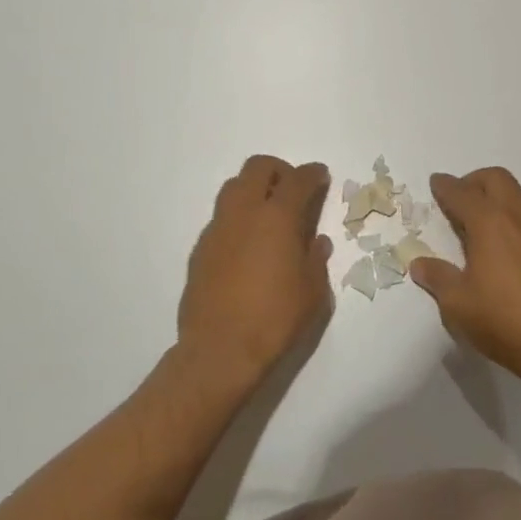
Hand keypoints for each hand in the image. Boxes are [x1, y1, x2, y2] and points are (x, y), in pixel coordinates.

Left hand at [177, 155, 333, 387]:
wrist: (219, 352)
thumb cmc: (275, 319)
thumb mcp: (313, 293)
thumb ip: (316, 260)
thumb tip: (316, 242)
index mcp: (277, 217)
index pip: (298, 179)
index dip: (313, 173)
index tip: (321, 176)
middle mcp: (244, 213)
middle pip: (258, 168)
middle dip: (279, 170)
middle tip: (292, 190)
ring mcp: (217, 229)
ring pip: (233, 187)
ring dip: (253, 189)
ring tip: (268, 215)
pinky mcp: (200, 250)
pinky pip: (221, 218)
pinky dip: (238, 218)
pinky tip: (247, 246)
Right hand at [407, 168, 520, 387]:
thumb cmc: (501, 320)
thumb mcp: (457, 303)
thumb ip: (437, 277)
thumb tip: (419, 263)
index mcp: (489, 223)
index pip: (462, 193)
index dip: (445, 187)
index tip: (435, 184)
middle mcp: (515, 216)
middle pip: (494, 179)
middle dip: (472, 181)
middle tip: (456, 200)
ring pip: (514, 192)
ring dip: (492, 194)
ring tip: (475, 220)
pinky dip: (508, 211)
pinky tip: (498, 240)